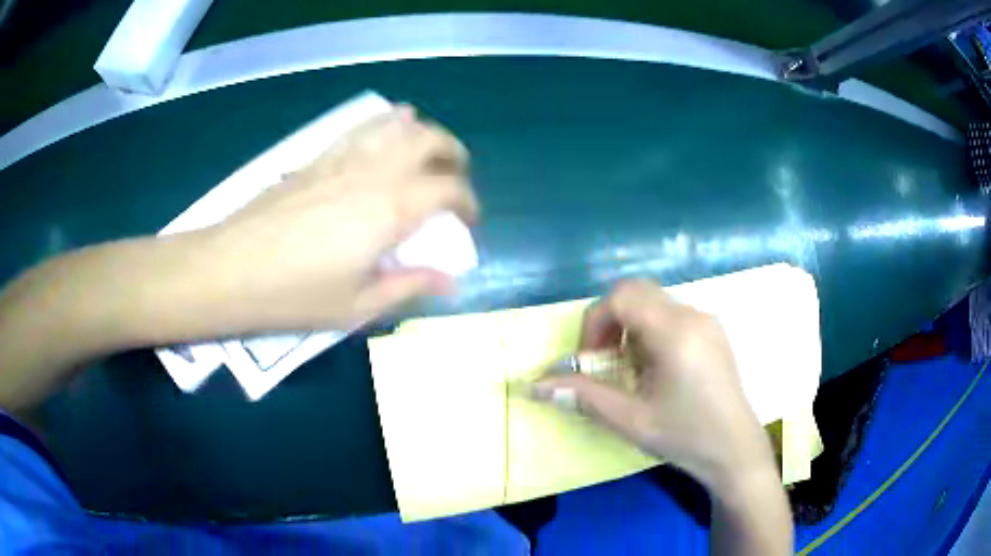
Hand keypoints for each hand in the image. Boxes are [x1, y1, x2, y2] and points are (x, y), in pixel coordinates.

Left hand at [197, 106, 477, 331]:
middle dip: (453, 155)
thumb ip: (410, 286)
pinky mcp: (319, 156)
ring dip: (424, 134)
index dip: (468, 204)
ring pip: (398, 125)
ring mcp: (344, 157)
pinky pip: (362, 127)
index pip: (449, 189)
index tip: (467, 223)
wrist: (231, 268)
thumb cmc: (294, 294)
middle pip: (430, 140)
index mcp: (391, 208)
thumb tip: (451, 282)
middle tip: (454, 180)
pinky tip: (391, 125)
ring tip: (428, 155)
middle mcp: (374, 171)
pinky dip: (386, 122)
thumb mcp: (358, 304)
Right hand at [533, 279, 776, 492]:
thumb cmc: (685, 437)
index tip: (590, 359)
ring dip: (630, 326)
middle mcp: (693, 315)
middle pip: (637, 291)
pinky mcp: (713, 330)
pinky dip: (650, 330)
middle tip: (604, 359)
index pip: (622, 297)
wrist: (735, 449)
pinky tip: (655, 368)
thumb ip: (583, 396)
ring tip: (630, 369)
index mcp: (675, 333)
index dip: (595, 322)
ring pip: (654, 301)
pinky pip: (671, 314)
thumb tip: (536, 386)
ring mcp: (707, 320)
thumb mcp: (630, 420)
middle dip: (609, 320)